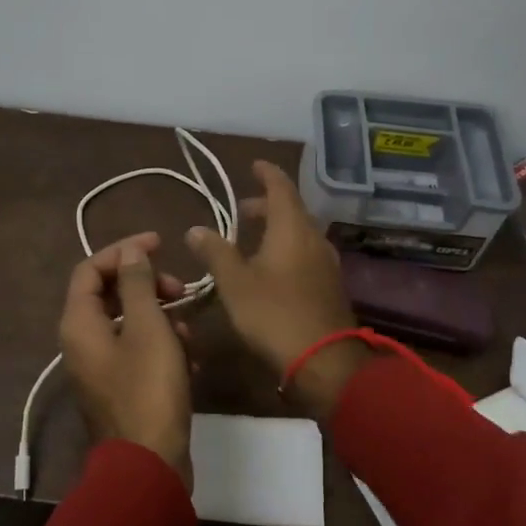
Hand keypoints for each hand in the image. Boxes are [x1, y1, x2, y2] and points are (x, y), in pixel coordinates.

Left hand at [59, 232, 193, 486]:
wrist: (148, 465)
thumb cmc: (148, 390)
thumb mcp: (148, 328)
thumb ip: (137, 285)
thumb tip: (131, 252)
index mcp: (79, 323)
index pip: (91, 268)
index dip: (123, 251)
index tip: (159, 245)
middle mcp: (81, 342)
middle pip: (109, 295)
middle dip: (148, 286)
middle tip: (181, 290)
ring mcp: (99, 368)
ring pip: (129, 324)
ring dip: (161, 318)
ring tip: (190, 331)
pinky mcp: (119, 388)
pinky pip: (137, 352)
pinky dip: (162, 347)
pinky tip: (191, 360)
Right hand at [185, 161, 368, 415]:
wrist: (324, 360)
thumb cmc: (274, 314)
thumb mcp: (235, 283)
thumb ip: (216, 252)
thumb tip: (196, 229)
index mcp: (292, 228)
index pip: (281, 187)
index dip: (266, 173)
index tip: (253, 165)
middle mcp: (314, 238)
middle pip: (292, 210)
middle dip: (267, 205)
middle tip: (243, 209)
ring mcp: (326, 263)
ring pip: (300, 233)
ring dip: (277, 229)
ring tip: (252, 239)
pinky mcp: (329, 285)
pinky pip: (306, 253)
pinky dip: (287, 248)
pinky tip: (271, 268)